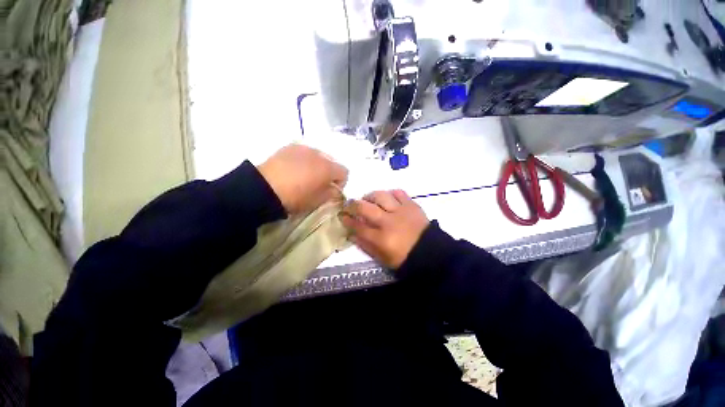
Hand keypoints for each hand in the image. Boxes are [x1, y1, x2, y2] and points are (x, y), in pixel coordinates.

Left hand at [258, 144, 347, 213]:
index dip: (341, 182)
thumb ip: (332, 193)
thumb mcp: (318, 201)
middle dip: (329, 172)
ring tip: (304, 175)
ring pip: (318, 156)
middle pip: (332, 162)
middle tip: (318, 183)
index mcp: (328, 168)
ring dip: (316, 165)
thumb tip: (334, 189)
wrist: (264, 188)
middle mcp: (319, 154)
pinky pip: (304, 153)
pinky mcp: (290, 147)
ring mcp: (304, 148)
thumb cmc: (295, 197)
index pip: (345, 172)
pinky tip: (293, 169)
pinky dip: (304, 160)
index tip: (332, 190)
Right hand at [341, 190, 428, 268]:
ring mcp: (400, 211)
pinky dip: (390, 193)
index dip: (347, 220)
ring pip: (381, 196)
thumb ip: (366, 245)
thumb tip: (352, 234)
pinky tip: (388, 198)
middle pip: (365, 208)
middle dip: (353, 205)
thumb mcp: (382, 258)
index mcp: (381, 238)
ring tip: (368, 199)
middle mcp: (388, 222)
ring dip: (371, 196)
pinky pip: (398, 192)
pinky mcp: (411, 205)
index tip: (342, 216)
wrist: (431, 252)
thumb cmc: (404, 258)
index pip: (358, 226)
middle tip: (350, 205)